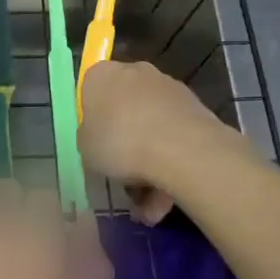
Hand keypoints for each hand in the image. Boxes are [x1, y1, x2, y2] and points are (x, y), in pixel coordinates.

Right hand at [79, 60, 244, 224]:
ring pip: (152, 127)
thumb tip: (99, 137)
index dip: (93, 121)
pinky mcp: (195, 107)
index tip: (96, 145)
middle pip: (125, 108)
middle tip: (122, 175)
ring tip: (148, 206)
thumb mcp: (85, 148)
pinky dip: (170, 163)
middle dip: (125, 142)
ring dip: (150, 162)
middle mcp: (135, 72)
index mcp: (101, 75)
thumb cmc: (120, 142)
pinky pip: (174, 137)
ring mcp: (168, 88)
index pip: (90, 91)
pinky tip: (167, 199)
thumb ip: (89, 138)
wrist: (181, 149)